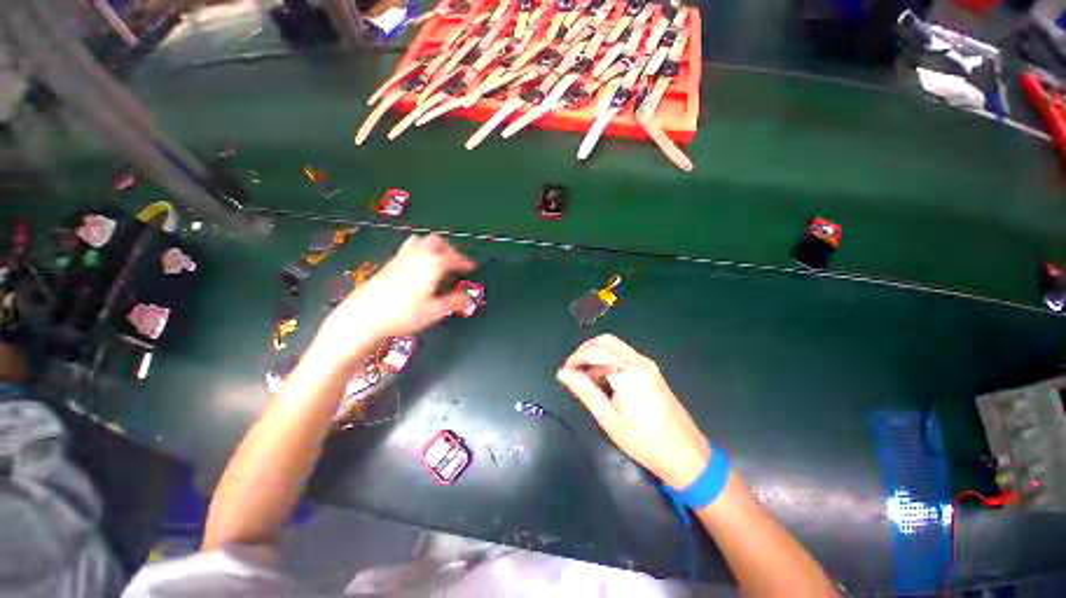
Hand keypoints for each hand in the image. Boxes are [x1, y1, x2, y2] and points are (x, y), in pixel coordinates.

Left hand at [317, 234, 474, 358]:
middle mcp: (416, 256)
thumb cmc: (403, 314)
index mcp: (431, 265)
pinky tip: (417, 268)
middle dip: (449, 249)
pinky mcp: (389, 264)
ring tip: (437, 261)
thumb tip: (466, 296)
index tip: (472, 267)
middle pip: (436, 241)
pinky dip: (419, 252)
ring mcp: (400, 258)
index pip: (453, 258)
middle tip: (454, 263)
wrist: (363, 316)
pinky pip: (407, 249)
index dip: (465, 262)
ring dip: (432, 247)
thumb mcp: (434, 311)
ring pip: (420, 241)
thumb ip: (453, 301)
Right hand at [556, 334, 710, 488]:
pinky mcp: (652, 371)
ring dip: (597, 355)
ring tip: (587, 379)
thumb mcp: (608, 419)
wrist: (686, 455)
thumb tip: (562, 373)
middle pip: (605, 341)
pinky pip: (625, 355)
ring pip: (615, 346)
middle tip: (574, 371)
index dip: (575, 358)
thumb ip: (584, 391)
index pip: (593, 351)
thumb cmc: (643, 441)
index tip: (565, 373)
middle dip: (585, 351)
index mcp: (627, 372)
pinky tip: (605, 381)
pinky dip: (609, 360)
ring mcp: (648, 365)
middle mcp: (638, 361)